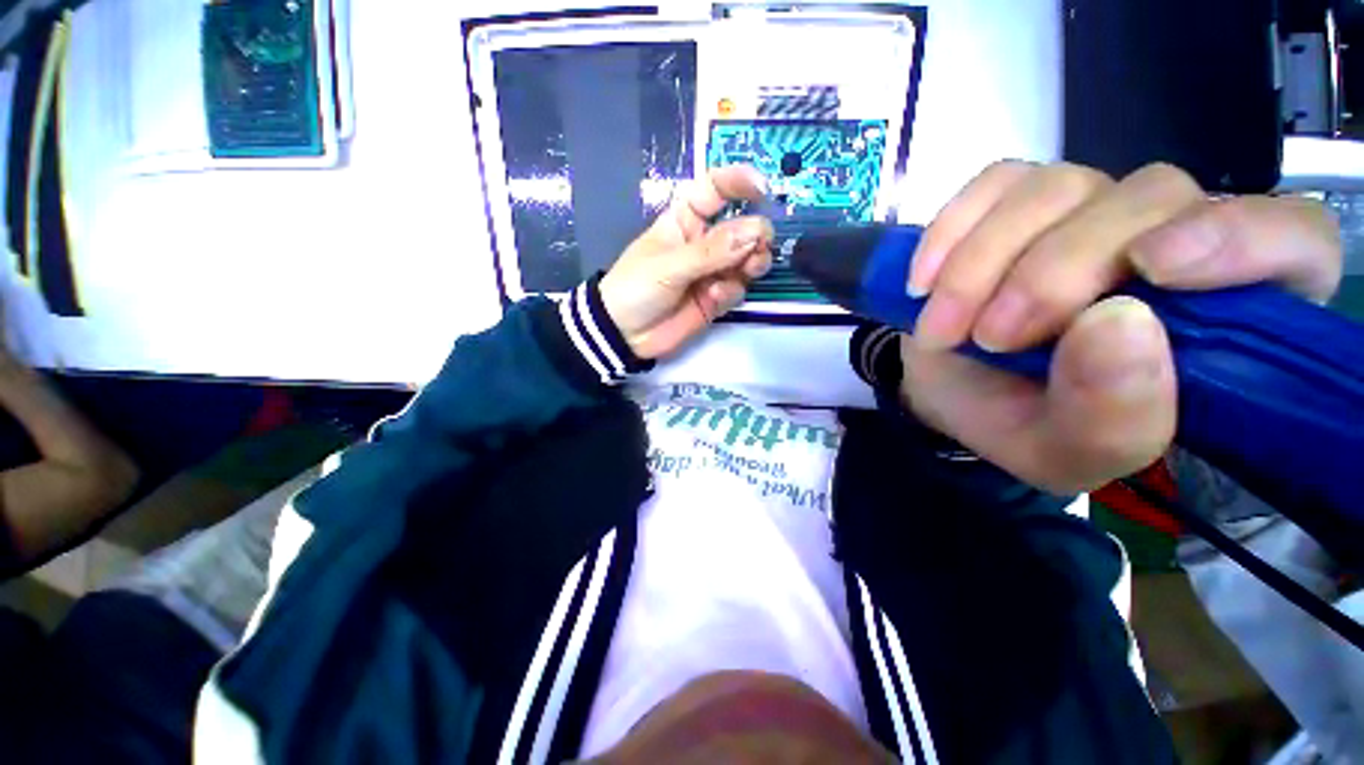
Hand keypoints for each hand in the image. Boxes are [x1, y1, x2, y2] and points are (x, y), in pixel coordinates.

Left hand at [600, 166, 774, 359]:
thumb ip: (712, 251)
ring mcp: (711, 273)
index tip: (763, 189)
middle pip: (741, 228)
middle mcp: (703, 244)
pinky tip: (714, 297)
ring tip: (748, 270)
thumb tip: (755, 230)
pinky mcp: (715, 299)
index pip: (715, 190)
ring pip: (746, 260)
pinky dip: (732, 291)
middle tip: (759, 246)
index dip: (738, 183)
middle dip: (755, 234)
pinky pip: (736, 289)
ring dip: (753, 262)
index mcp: (684, 222)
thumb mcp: (669, 265)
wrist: (624, 335)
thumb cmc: (635, 288)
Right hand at [900, 161, 1341, 492]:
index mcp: (1220, 317)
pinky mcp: (1016, 199)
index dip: (1242, 237)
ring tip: (942, 327)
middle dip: (1053, 274)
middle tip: (990, 337)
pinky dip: (950, 233)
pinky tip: (924, 282)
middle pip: (1150, 199)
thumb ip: (1110, 416)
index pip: (1291, 241)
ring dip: (982, 264)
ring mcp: (1088, 207)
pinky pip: (993, 184)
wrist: (949, 391)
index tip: (1153, 269)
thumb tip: (1119, 327)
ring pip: (1057, 186)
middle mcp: (1169, 240)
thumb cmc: (1019, 424)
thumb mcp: (1066, 452)